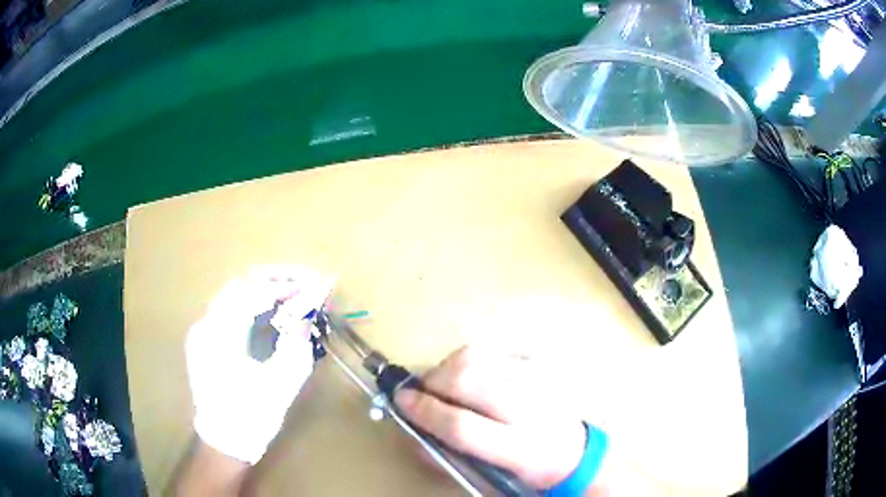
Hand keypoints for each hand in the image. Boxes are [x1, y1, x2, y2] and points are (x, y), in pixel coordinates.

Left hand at [185, 266, 333, 463]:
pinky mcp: (206, 340)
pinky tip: (272, 311)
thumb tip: (306, 315)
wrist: (225, 440)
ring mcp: (203, 331)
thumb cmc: (252, 416)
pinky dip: (253, 304)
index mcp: (220, 336)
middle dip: (274, 279)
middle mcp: (206, 325)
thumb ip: (294, 345)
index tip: (313, 286)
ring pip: (234, 295)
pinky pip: (230, 311)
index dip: (284, 286)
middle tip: (304, 281)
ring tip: (293, 292)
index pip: (252, 294)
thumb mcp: (280, 384)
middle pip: (239, 285)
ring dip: (264, 289)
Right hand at [394, 346, 587, 489]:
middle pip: (468, 380)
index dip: (425, 411)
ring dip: (447, 367)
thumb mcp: (487, 477)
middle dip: (432, 382)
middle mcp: (531, 409)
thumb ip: (446, 456)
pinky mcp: (540, 363)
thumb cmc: (525, 469)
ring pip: (477, 357)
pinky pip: (493, 348)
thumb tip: (410, 431)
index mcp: (518, 448)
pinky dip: (470, 358)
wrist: (573, 450)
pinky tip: (470, 375)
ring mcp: (538, 380)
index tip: (402, 401)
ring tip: (443, 383)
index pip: (462, 426)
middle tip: (420, 391)